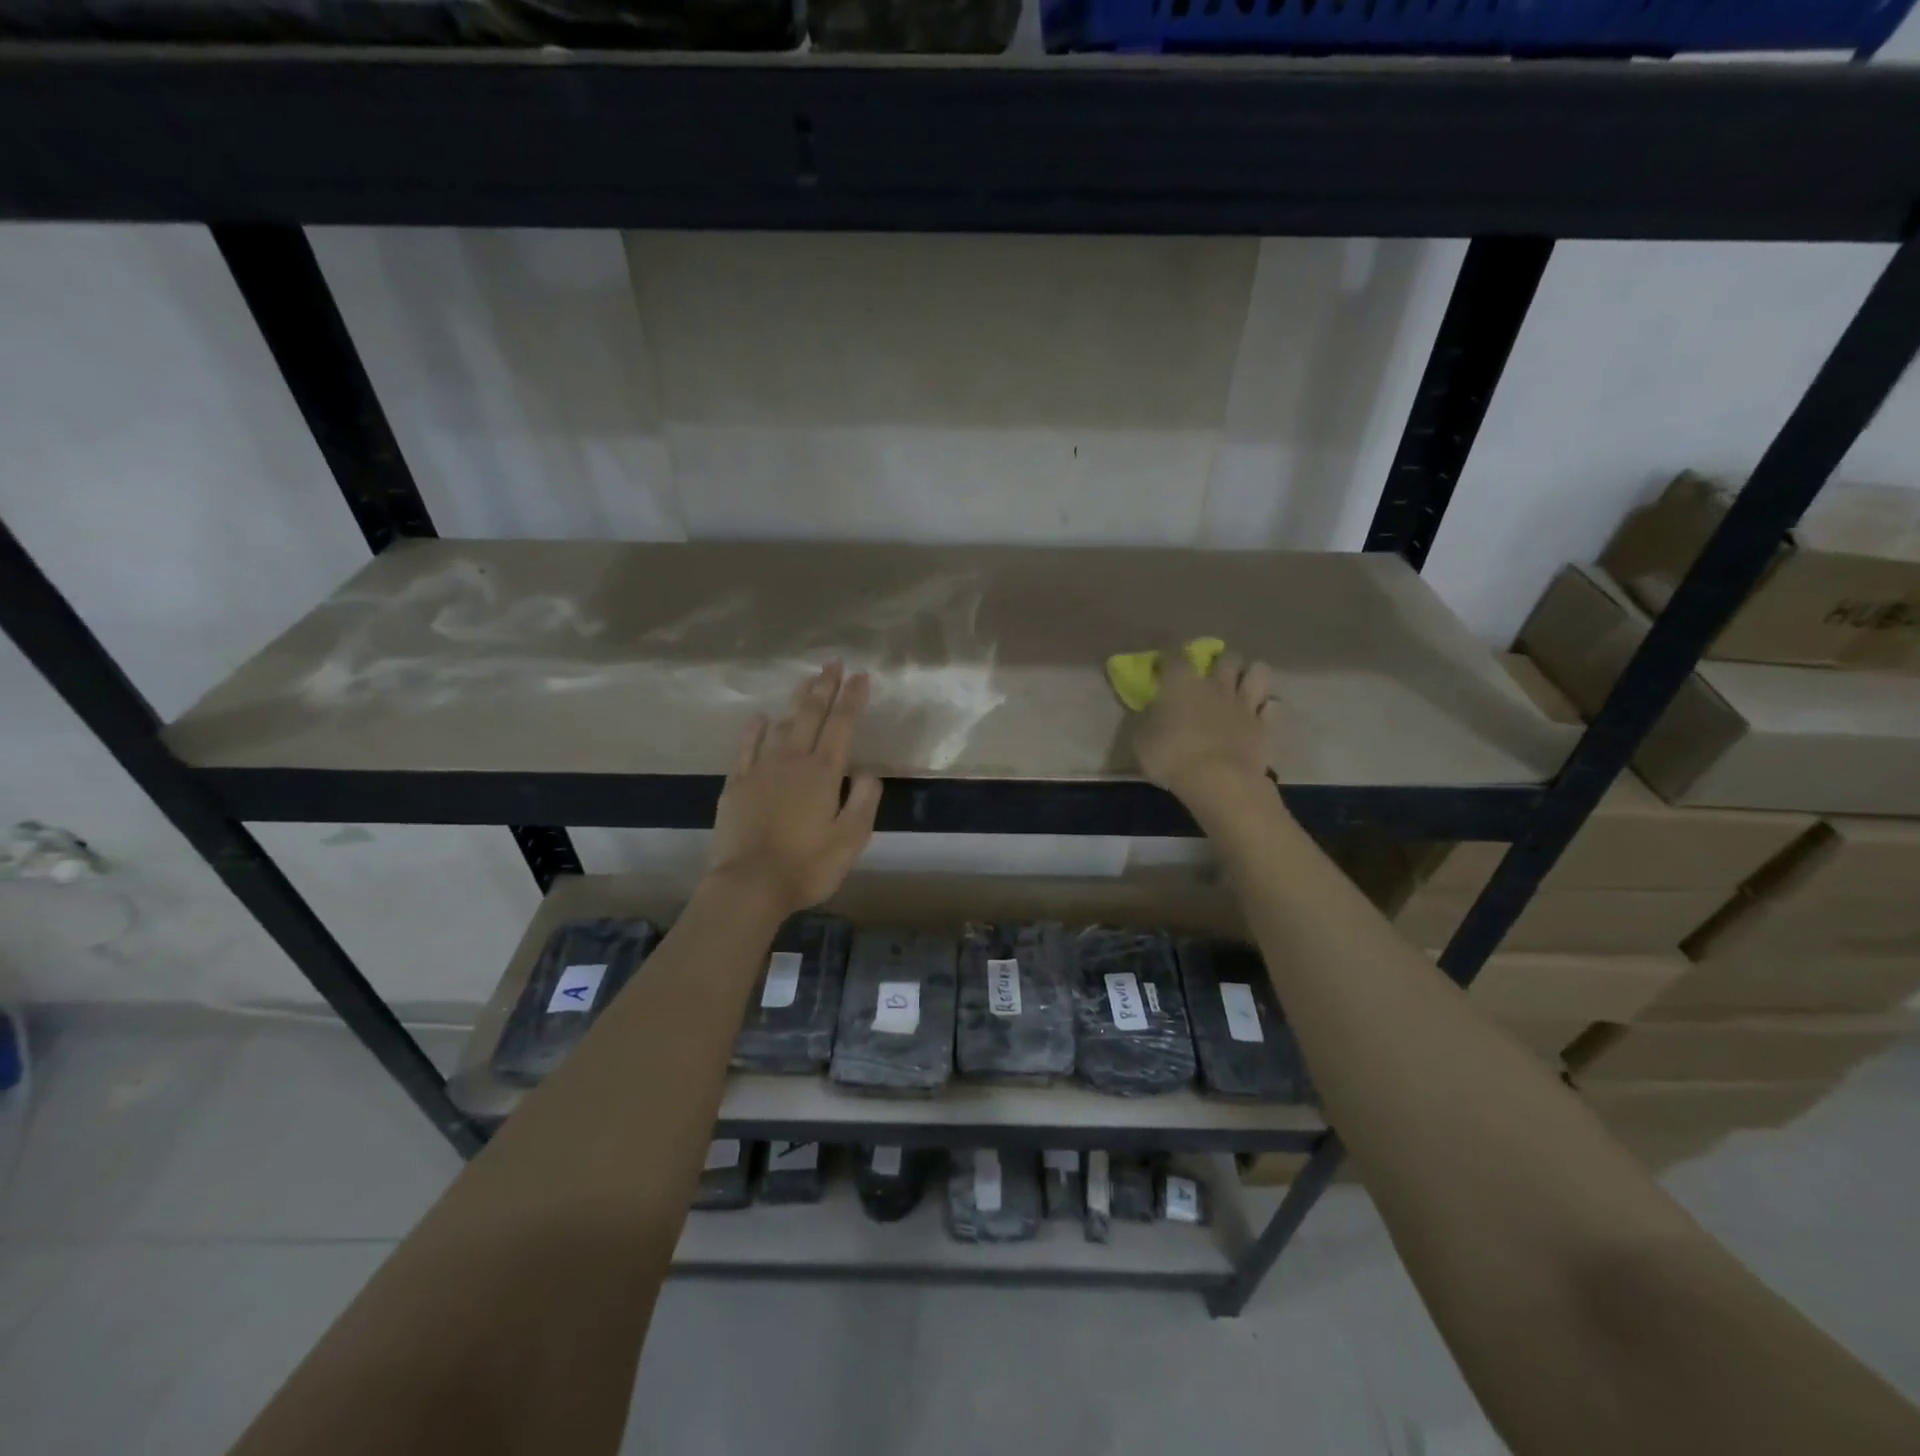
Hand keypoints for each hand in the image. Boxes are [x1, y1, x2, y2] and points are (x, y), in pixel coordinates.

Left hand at [708, 662, 882, 914]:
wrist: (749, 885)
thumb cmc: (806, 866)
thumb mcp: (850, 840)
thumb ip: (863, 802)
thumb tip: (868, 773)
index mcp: (824, 773)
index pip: (843, 725)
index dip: (853, 698)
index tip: (861, 675)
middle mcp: (793, 761)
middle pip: (812, 715)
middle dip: (825, 686)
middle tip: (833, 662)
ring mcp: (761, 769)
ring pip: (782, 724)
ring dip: (797, 701)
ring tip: (806, 681)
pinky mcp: (737, 784)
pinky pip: (746, 747)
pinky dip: (754, 730)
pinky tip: (758, 717)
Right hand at [1131, 647, 1277, 809]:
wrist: (1217, 781)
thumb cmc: (1170, 757)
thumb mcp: (1140, 739)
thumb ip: (1145, 719)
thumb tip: (1148, 710)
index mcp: (1181, 683)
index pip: (1175, 655)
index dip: (1169, 658)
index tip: (1163, 667)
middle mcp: (1216, 685)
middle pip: (1226, 657)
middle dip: (1220, 661)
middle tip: (1212, 675)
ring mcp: (1244, 704)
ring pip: (1258, 672)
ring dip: (1251, 675)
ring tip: (1242, 687)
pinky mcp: (1265, 726)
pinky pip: (1274, 707)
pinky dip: (1268, 708)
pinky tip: (1260, 715)